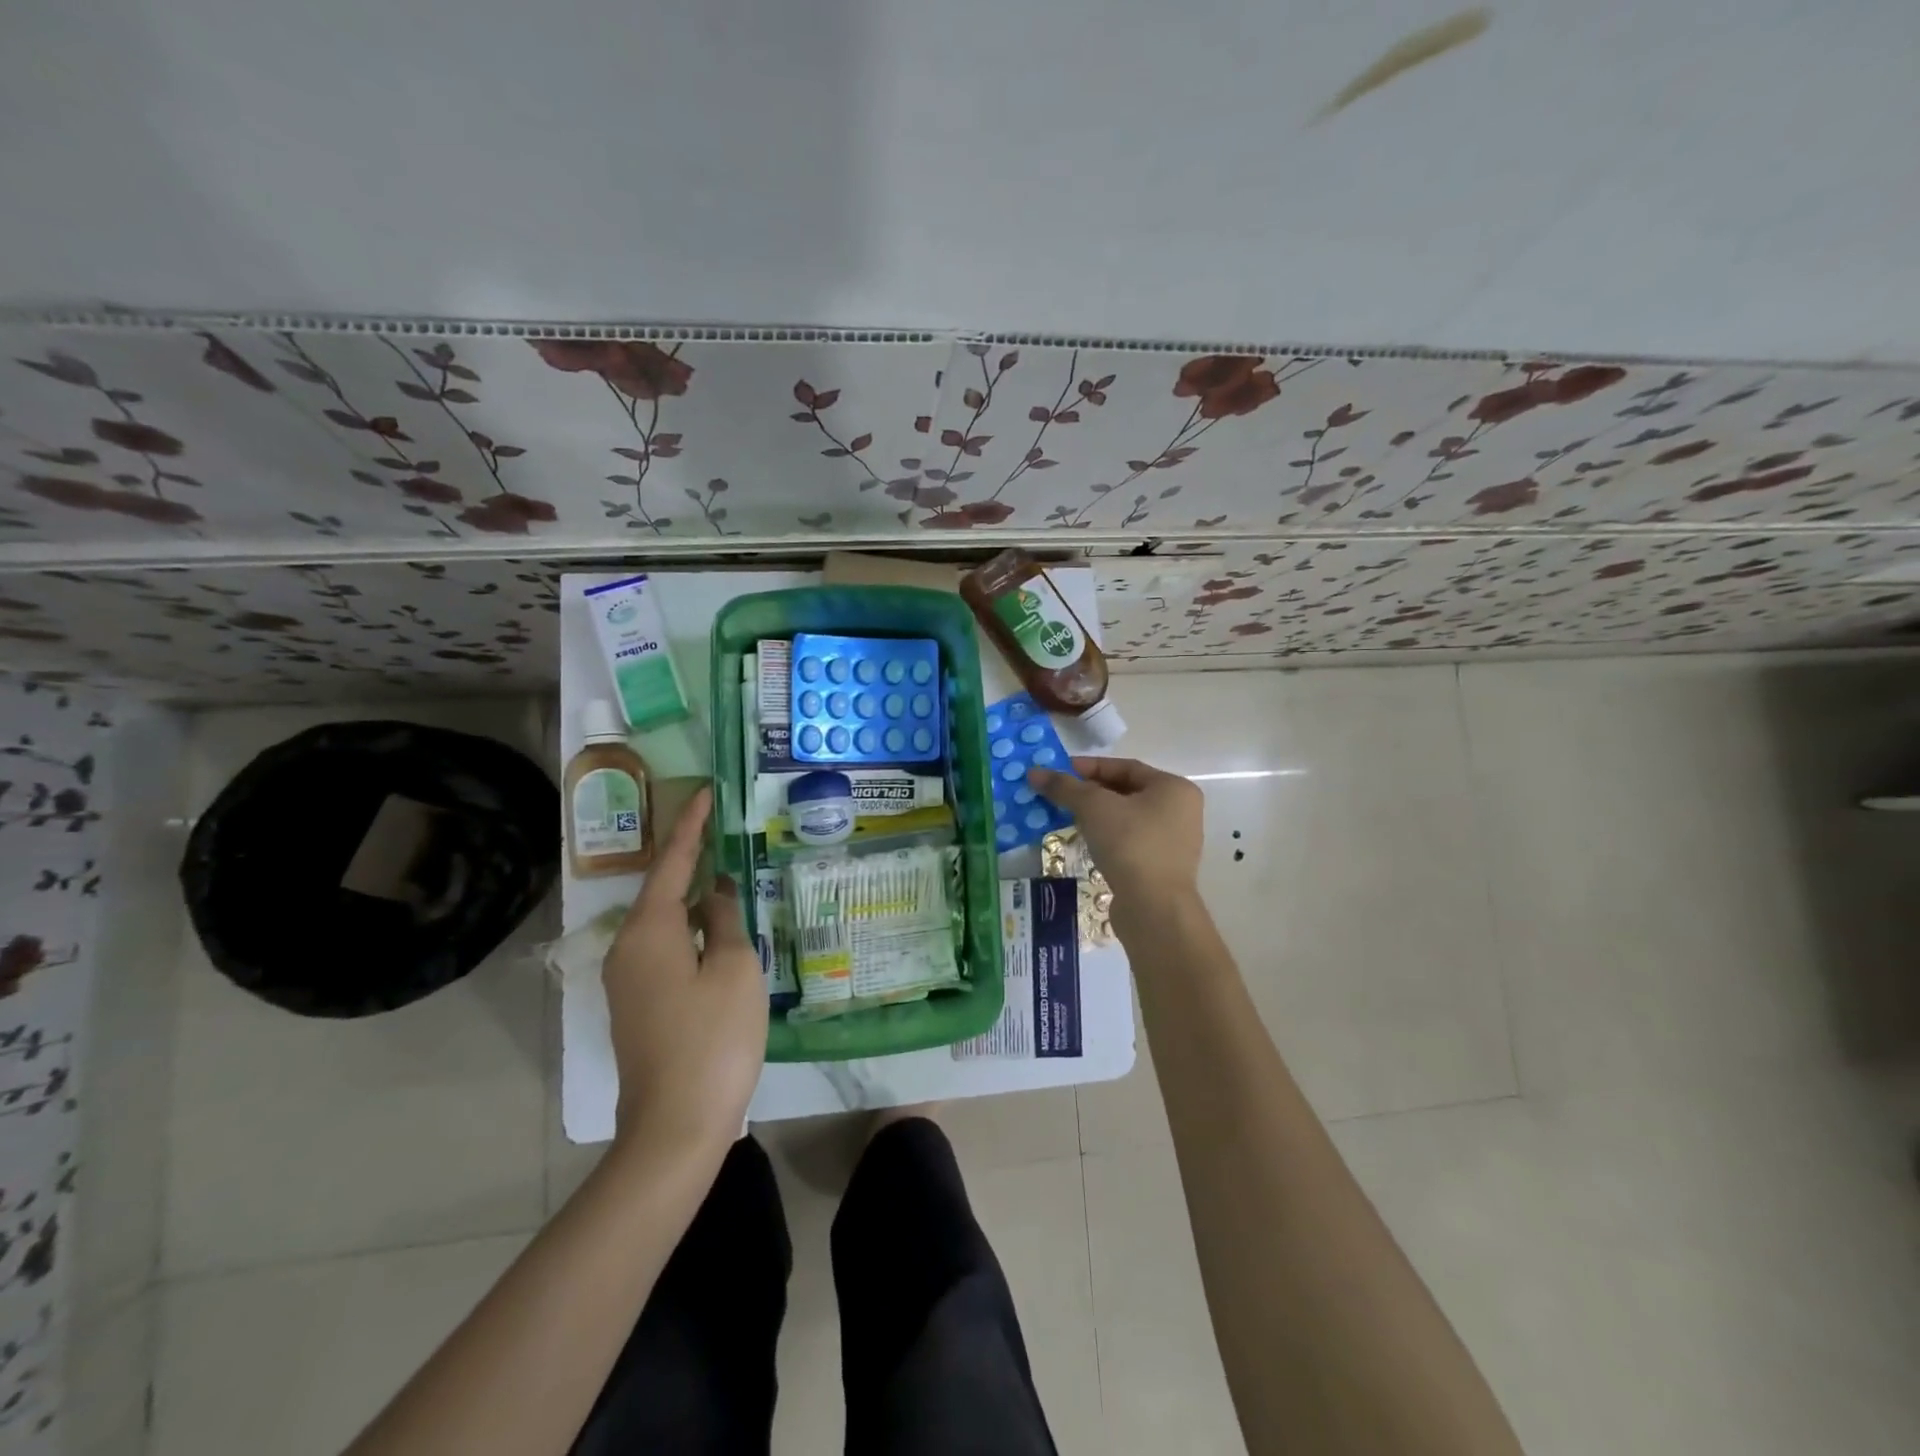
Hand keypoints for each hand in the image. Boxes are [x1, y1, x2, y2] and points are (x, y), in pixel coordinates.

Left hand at [601, 786, 766, 1157]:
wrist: (676, 1126)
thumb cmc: (713, 1038)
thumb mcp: (734, 968)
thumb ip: (726, 918)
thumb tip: (718, 890)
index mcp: (649, 930)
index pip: (672, 862)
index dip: (691, 825)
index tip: (706, 792)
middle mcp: (627, 947)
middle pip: (662, 888)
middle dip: (690, 857)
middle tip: (721, 828)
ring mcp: (628, 979)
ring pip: (664, 920)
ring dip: (693, 894)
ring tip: (726, 872)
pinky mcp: (638, 1004)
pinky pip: (664, 947)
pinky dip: (690, 927)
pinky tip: (717, 928)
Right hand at [1029, 757, 1205, 933]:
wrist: (1154, 908)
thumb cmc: (1130, 844)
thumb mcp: (1093, 807)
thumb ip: (1064, 787)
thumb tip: (1034, 772)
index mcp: (1174, 788)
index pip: (1125, 767)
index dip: (1088, 766)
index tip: (1058, 771)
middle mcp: (1180, 811)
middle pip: (1126, 791)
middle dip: (1090, 791)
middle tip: (1059, 794)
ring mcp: (1173, 842)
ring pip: (1127, 818)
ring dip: (1096, 815)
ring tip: (1065, 816)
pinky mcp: (1161, 867)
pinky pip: (1129, 841)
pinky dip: (1106, 836)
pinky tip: (1085, 841)